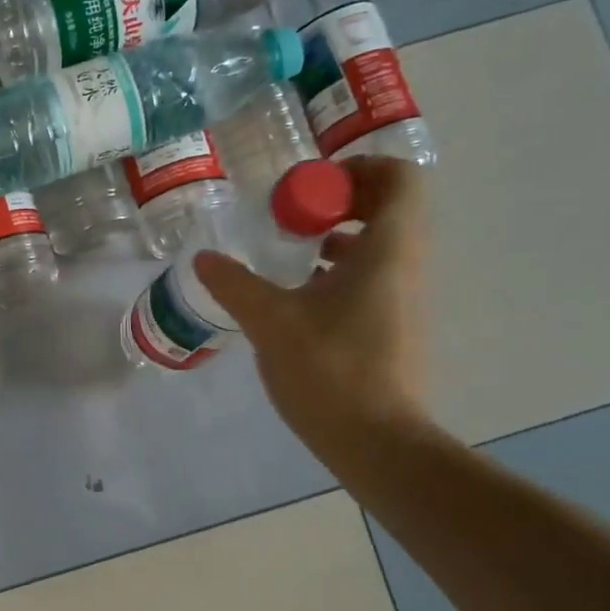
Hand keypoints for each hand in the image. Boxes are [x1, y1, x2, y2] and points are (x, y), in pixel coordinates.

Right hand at [195, 155, 428, 458]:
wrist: (376, 441)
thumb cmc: (330, 369)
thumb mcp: (270, 321)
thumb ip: (235, 284)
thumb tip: (204, 259)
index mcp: (387, 250)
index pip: (398, 178)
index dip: (357, 169)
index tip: (308, 187)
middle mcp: (406, 265)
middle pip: (387, 208)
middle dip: (337, 203)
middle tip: (289, 216)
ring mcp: (404, 299)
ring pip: (379, 246)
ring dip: (336, 238)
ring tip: (287, 253)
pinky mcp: (394, 327)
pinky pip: (372, 278)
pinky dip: (339, 271)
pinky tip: (297, 297)